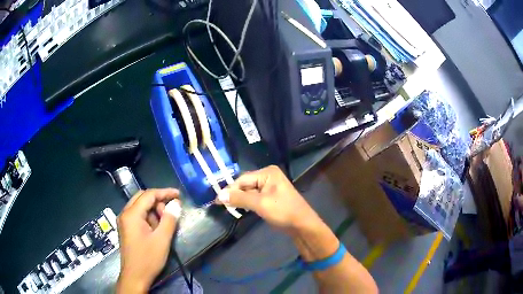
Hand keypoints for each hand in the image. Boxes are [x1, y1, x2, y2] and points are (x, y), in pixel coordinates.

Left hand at [116, 189, 181, 292]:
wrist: (135, 277)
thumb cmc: (148, 259)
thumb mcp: (162, 239)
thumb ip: (169, 219)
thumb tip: (176, 203)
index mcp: (131, 214)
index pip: (148, 195)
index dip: (164, 192)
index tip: (179, 195)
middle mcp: (125, 214)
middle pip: (142, 197)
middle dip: (158, 201)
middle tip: (170, 212)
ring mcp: (124, 221)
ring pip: (139, 206)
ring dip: (153, 210)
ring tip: (163, 224)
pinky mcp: (126, 228)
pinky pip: (137, 215)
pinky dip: (148, 217)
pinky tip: (155, 229)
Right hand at [217, 165, 320, 234]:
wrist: (302, 225)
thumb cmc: (283, 211)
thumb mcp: (260, 204)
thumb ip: (239, 198)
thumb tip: (219, 195)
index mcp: (267, 173)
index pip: (243, 179)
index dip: (230, 190)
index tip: (217, 201)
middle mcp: (268, 176)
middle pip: (245, 184)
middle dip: (235, 195)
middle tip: (222, 206)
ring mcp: (270, 187)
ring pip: (249, 192)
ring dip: (240, 200)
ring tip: (230, 208)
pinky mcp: (270, 197)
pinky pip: (254, 197)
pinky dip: (248, 203)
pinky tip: (241, 209)